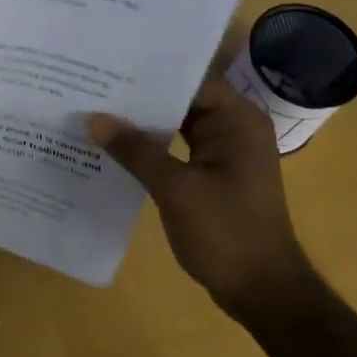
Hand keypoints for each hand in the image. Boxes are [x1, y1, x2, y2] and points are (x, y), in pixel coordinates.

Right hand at [88, 74, 315, 321]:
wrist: (263, 292)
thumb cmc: (226, 233)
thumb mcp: (176, 189)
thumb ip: (135, 151)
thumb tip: (94, 119)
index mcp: (238, 120)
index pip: (191, 80)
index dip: (151, 71)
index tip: (110, 64)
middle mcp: (235, 127)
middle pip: (184, 99)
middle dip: (142, 95)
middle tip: (94, 83)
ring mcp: (226, 152)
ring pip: (179, 123)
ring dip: (145, 121)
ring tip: (98, 107)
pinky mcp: (215, 173)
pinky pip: (179, 147)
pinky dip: (153, 145)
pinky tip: (117, 144)